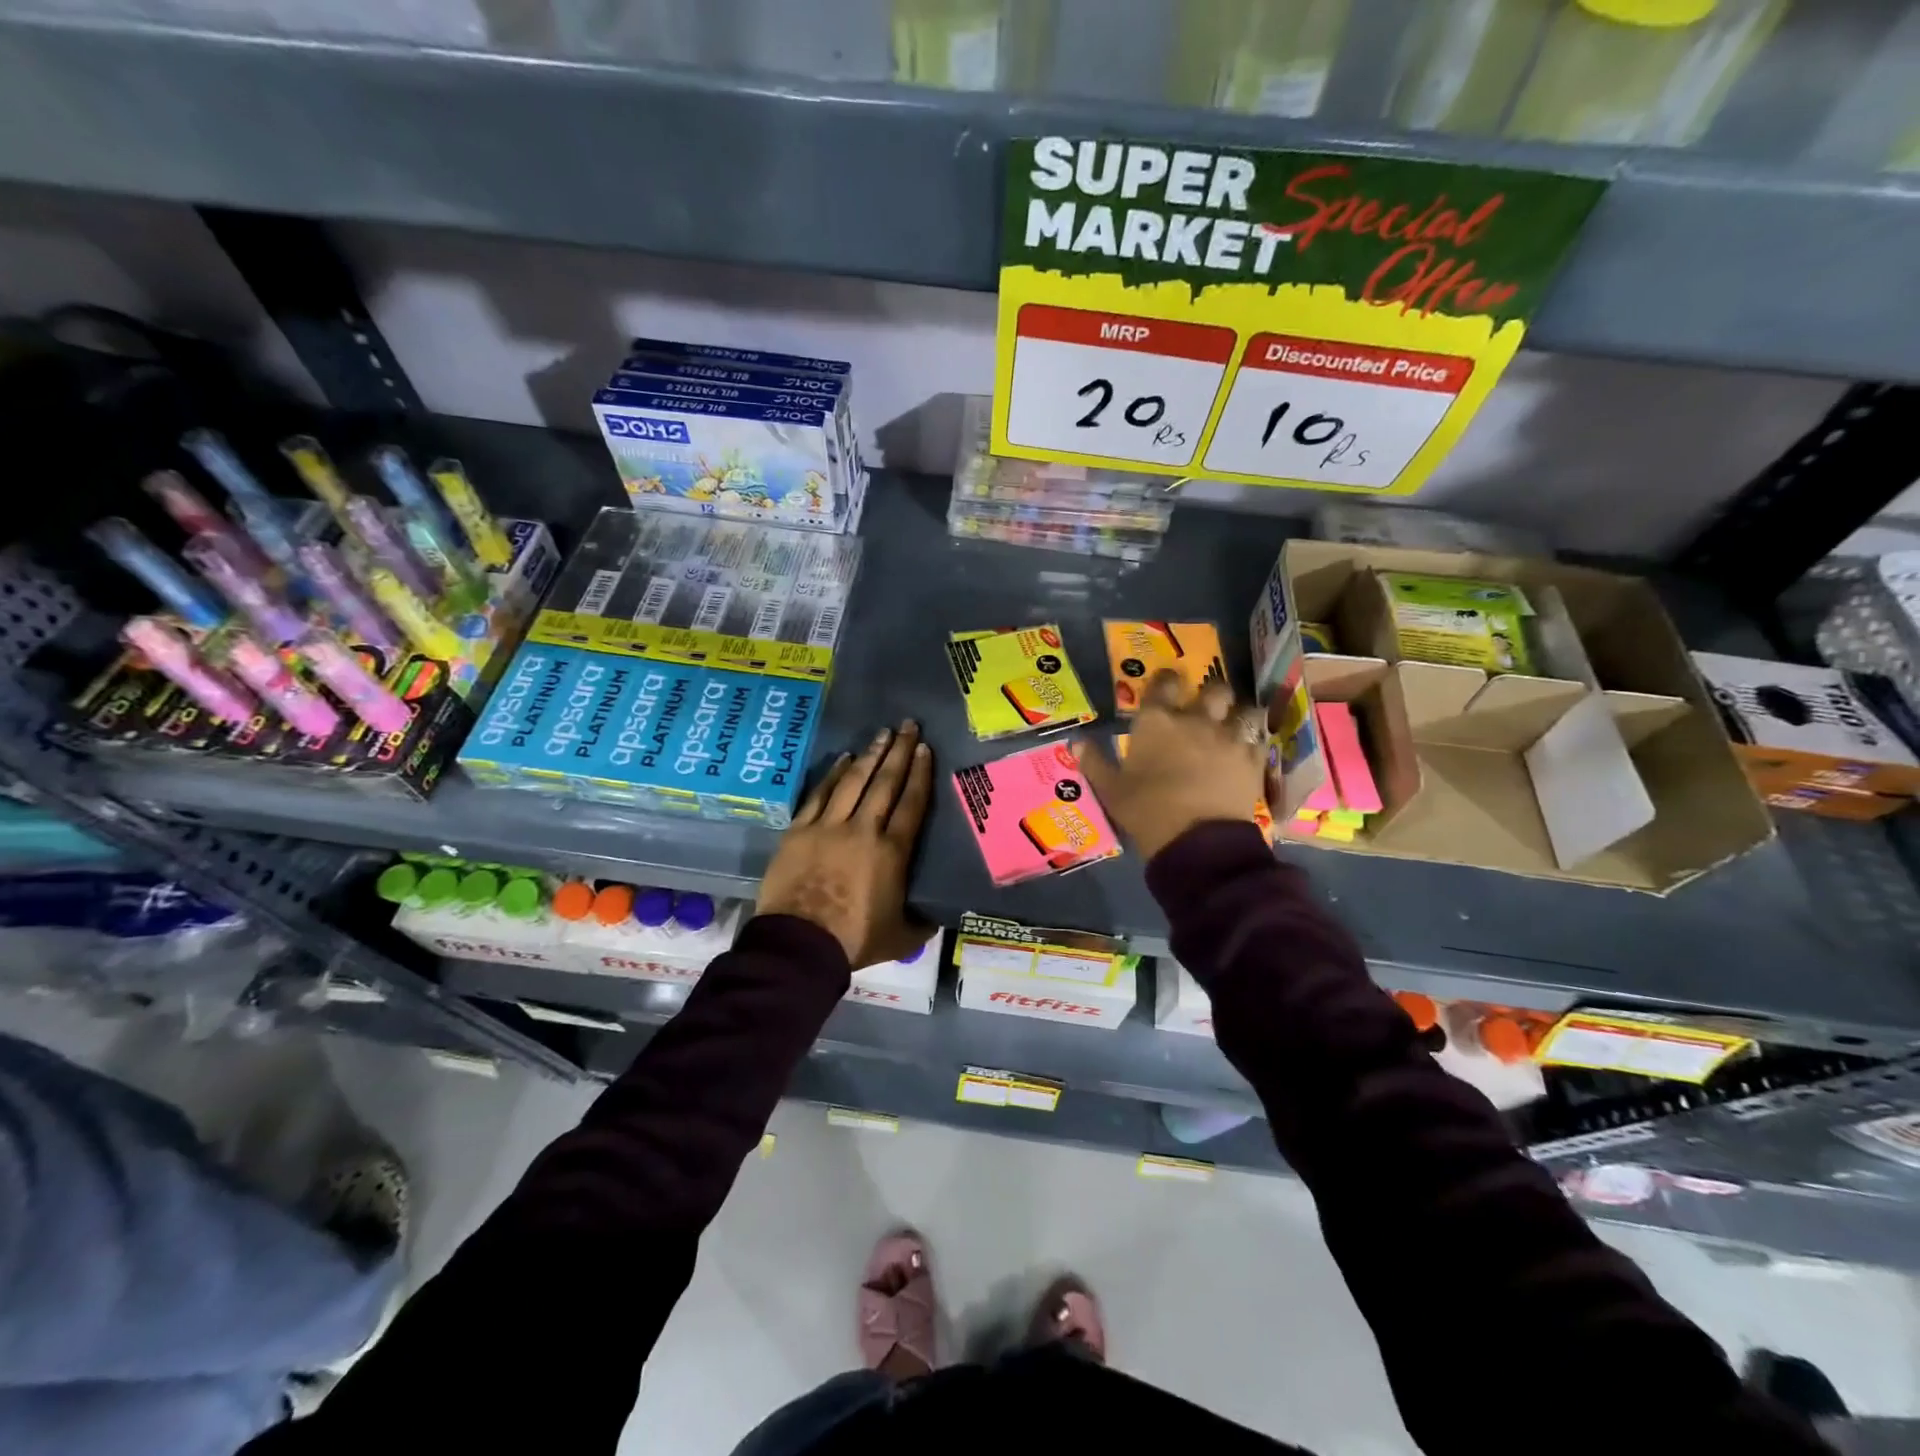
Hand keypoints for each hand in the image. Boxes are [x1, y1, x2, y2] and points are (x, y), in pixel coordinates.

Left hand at [756, 720, 935, 967]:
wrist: (800, 945)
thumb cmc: (854, 940)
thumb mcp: (902, 938)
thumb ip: (922, 922)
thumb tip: (936, 914)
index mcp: (892, 852)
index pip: (911, 803)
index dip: (920, 774)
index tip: (925, 749)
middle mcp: (863, 829)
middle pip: (885, 783)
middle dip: (899, 752)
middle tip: (909, 726)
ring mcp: (828, 827)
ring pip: (853, 782)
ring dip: (869, 755)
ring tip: (882, 734)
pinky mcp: (799, 831)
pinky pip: (819, 795)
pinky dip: (832, 775)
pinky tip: (843, 759)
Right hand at [1079, 670, 1265, 860]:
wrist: (1196, 840)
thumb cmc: (1146, 811)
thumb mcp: (1111, 790)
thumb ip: (1094, 762)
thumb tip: (1076, 741)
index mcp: (1156, 722)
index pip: (1164, 683)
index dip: (1167, 679)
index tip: (1168, 683)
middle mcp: (1195, 719)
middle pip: (1214, 688)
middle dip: (1211, 693)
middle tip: (1206, 706)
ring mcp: (1228, 737)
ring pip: (1243, 709)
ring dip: (1238, 714)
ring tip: (1234, 725)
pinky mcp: (1252, 759)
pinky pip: (1259, 737)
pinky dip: (1254, 740)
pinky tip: (1249, 748)